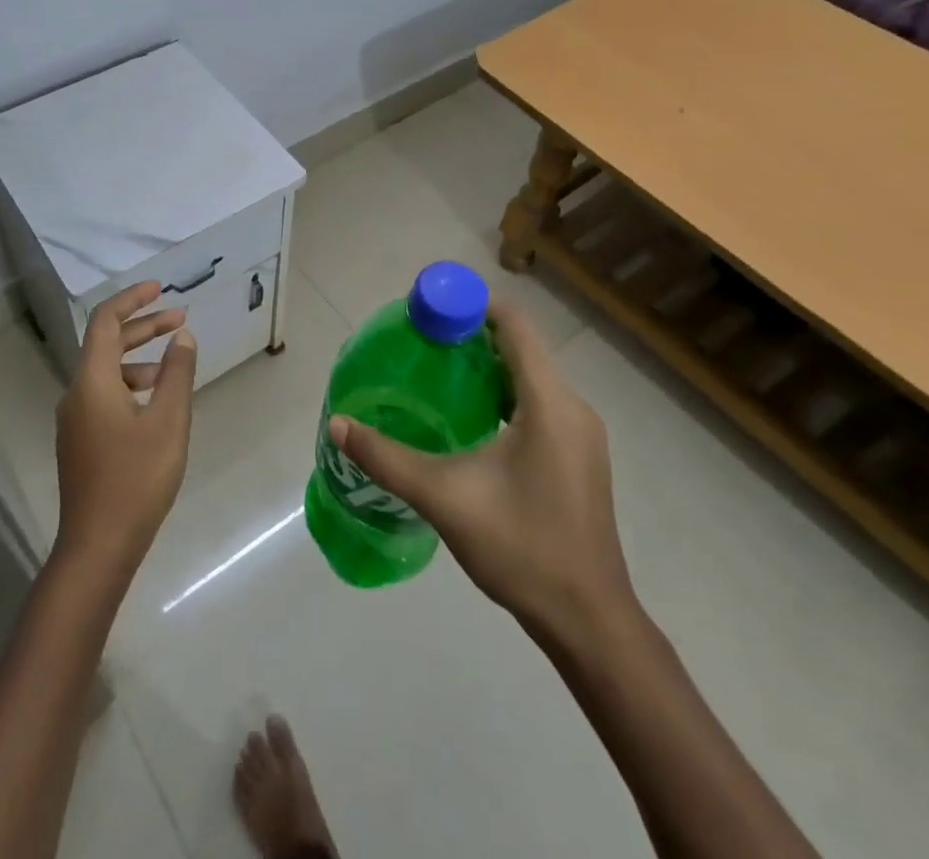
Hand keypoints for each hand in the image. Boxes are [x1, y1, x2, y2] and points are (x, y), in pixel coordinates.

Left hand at [53, 281, 197, 577]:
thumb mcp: (168, 421)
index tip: (160, 288)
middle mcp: (76, 393)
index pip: (104, 321)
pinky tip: (155, 403)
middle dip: (142, 326)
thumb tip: (182, 336)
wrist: (98, 547)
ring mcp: (74, 420)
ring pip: (105, 371)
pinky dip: (130, 384)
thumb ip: (176, 373)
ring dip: (138, 357)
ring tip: (173, 363)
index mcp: (92, 381)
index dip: (132, 299)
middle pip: (106, 344)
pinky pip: (104, 395)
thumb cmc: (136, 479)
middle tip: (179, 319)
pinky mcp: (80, 441)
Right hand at [329, 299, 633, 636]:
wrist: (589, 621)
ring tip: (439, 372)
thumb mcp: (445, 498)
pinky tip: (472, 418)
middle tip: (422, 342)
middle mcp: (573, 407)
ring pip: (531, 377)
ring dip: (488, 367)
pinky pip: (540, 403)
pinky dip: (506, 394)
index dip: (471, 306)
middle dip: (472, 337)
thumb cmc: (522, 548)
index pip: (514, 325)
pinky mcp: (580, 457)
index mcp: (550, 403)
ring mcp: (582, 434)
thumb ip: (387, 458)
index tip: (428, 310)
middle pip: (521, 348)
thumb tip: (339, 425)